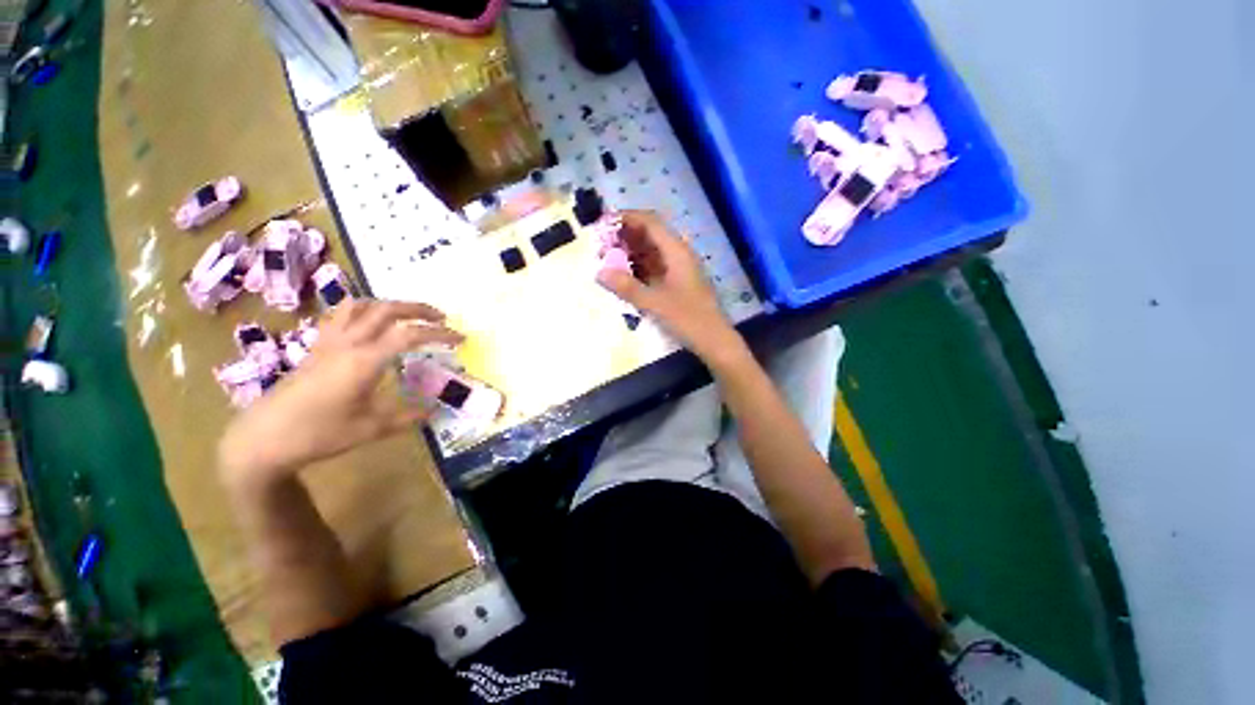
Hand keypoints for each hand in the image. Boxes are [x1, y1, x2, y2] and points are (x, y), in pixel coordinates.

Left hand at [217, 299, 463, 488]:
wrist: (261, 440)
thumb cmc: (317, 435)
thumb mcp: (370, 430)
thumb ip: (408, 417)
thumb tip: (435, 410)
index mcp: (364, 361)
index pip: (410, 334)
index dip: (440, 333)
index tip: (461, 339)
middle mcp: (347, 343)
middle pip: (387, 309)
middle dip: (419, 309)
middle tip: (441, 318)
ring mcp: (328, 342)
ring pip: (361, 305)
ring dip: (390, 304)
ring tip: (407, 315)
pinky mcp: (316, 348)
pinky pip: (341, 316)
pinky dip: (363, 311)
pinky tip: (370, 324)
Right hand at [598, 211, 741, 361]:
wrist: (714, 340)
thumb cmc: (688, 319)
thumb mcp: (655, 303)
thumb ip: (627, 287)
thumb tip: (599, 272)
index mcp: (676, 251)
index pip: (650, 222)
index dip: (626, 218)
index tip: (603, 223)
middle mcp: (679, 254)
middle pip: (650, 235)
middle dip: (625, 237)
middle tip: (601, 246)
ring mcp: (679, 269)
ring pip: (651, 252)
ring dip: (630, 253)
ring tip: (608, 261)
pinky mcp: (677, 282)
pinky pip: (654, 267)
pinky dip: (638, 268)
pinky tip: (625, 277)